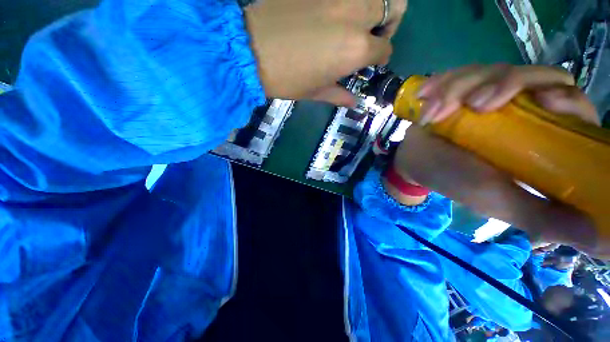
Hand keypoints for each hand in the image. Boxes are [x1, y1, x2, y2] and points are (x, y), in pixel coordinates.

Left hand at [245, 0, 407, 106]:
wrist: (250, 51)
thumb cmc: (287, 79)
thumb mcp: (316, 92)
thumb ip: (340, 95)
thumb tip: (355, 102)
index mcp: (356, 48)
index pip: (385, 48)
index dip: (380, 57)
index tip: (371, 62)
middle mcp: (355, 14)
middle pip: (394, 6)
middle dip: (389, 23)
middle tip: (373, 36)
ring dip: (374, 7)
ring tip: (357, 23)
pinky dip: (348, 3)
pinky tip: (334, 15)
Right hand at [392, 64, 600, 254]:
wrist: (415, 162)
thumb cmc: (454, 180)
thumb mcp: (499, 201)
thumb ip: (544, 216)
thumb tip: (599, 241)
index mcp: (536, 136)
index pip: (571, 102)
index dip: (564, 96)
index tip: (543, 101)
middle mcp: (516, 109)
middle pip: (530, 75)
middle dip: (502, 83)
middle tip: (473, 106)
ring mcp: (485, 96)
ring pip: (489, 70)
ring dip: (458, 87)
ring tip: (432, 114)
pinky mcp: (459, 90)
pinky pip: (457, 72)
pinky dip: (439, 83)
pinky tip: (424, 96)